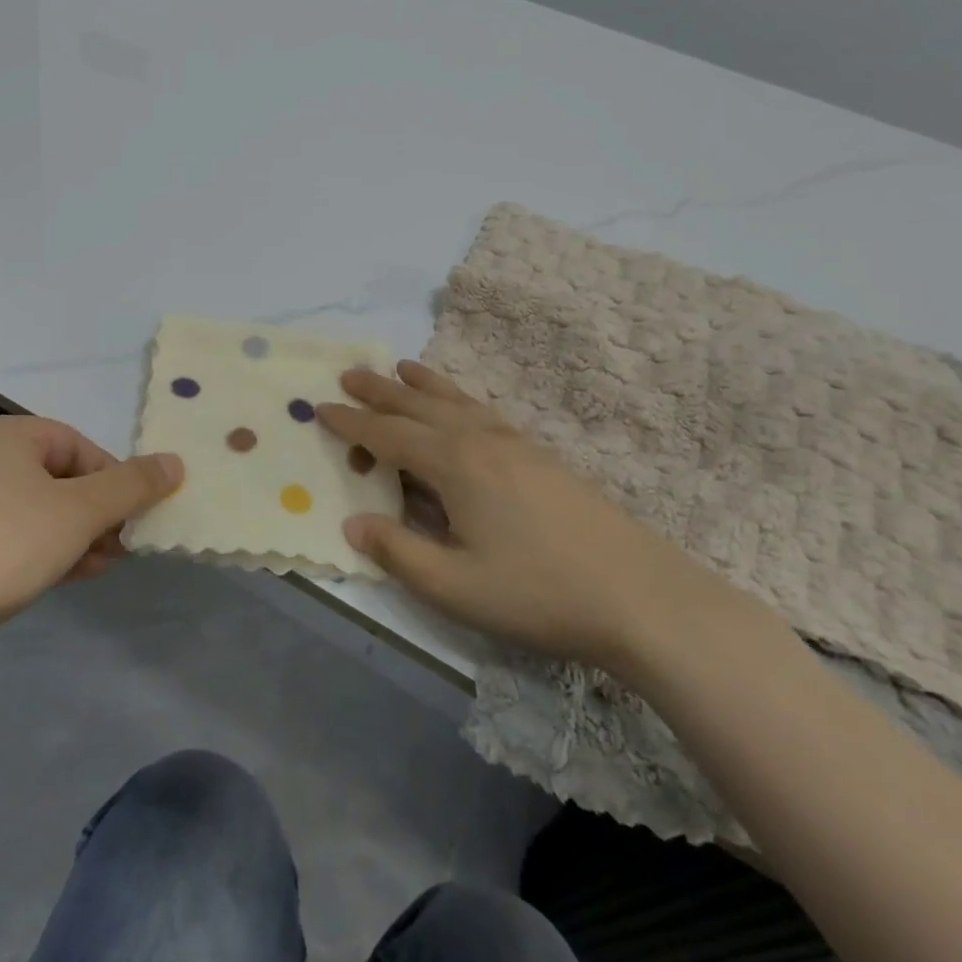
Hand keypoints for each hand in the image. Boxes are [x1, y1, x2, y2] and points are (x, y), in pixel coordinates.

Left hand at [0, 416, 182, 632]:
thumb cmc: (11, 541)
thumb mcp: (83, 510)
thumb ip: (133, 485)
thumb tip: (175, 462)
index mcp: (9, 435)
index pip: (79, 446)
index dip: (114, 480)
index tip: (133, 516)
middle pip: (60, 478)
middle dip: (98, 514)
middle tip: (123, 546)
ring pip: (39, 509)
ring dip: (77, 535)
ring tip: (103, 565)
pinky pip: (13, 533)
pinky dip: (46, 548)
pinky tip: (72, 575)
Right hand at [318, 362, 721, 671]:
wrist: (641, 595)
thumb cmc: (539, 593)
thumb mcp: (455, 586)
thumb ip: (398, 552)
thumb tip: (352, 524)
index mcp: (454, 465)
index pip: (388, 436)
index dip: (351, 422)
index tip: (319, 407)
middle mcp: (480, 440)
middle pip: (418, 406)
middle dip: (379, 390)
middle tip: (348, 373)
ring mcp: (515, 443)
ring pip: (455, 401)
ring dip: (420, 384)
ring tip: (399, 367)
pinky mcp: (540, 455)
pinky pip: (483, 410)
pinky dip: (458, 397)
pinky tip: (461, 406)